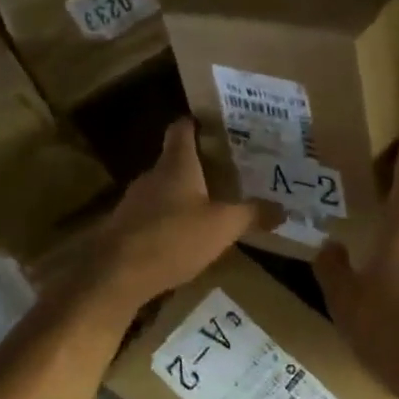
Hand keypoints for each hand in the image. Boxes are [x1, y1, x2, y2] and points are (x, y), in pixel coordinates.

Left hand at [53, 119, 259, 321]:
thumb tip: (282, 209)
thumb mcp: (222, 227)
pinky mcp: (123, 228)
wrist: (116, 275)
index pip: (182, 129)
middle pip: (174, 161)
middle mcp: (151, 176)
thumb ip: (251, 214)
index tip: (213, 123)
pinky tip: (182, 238)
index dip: (196, 122)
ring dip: (182, 196)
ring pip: (162, 190)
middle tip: (225, 171)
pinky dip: (167, 220)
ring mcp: (133, 202)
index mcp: (176, 165)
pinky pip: (151, 215)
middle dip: (197, 165)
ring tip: (208, 206)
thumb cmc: (173, 238)